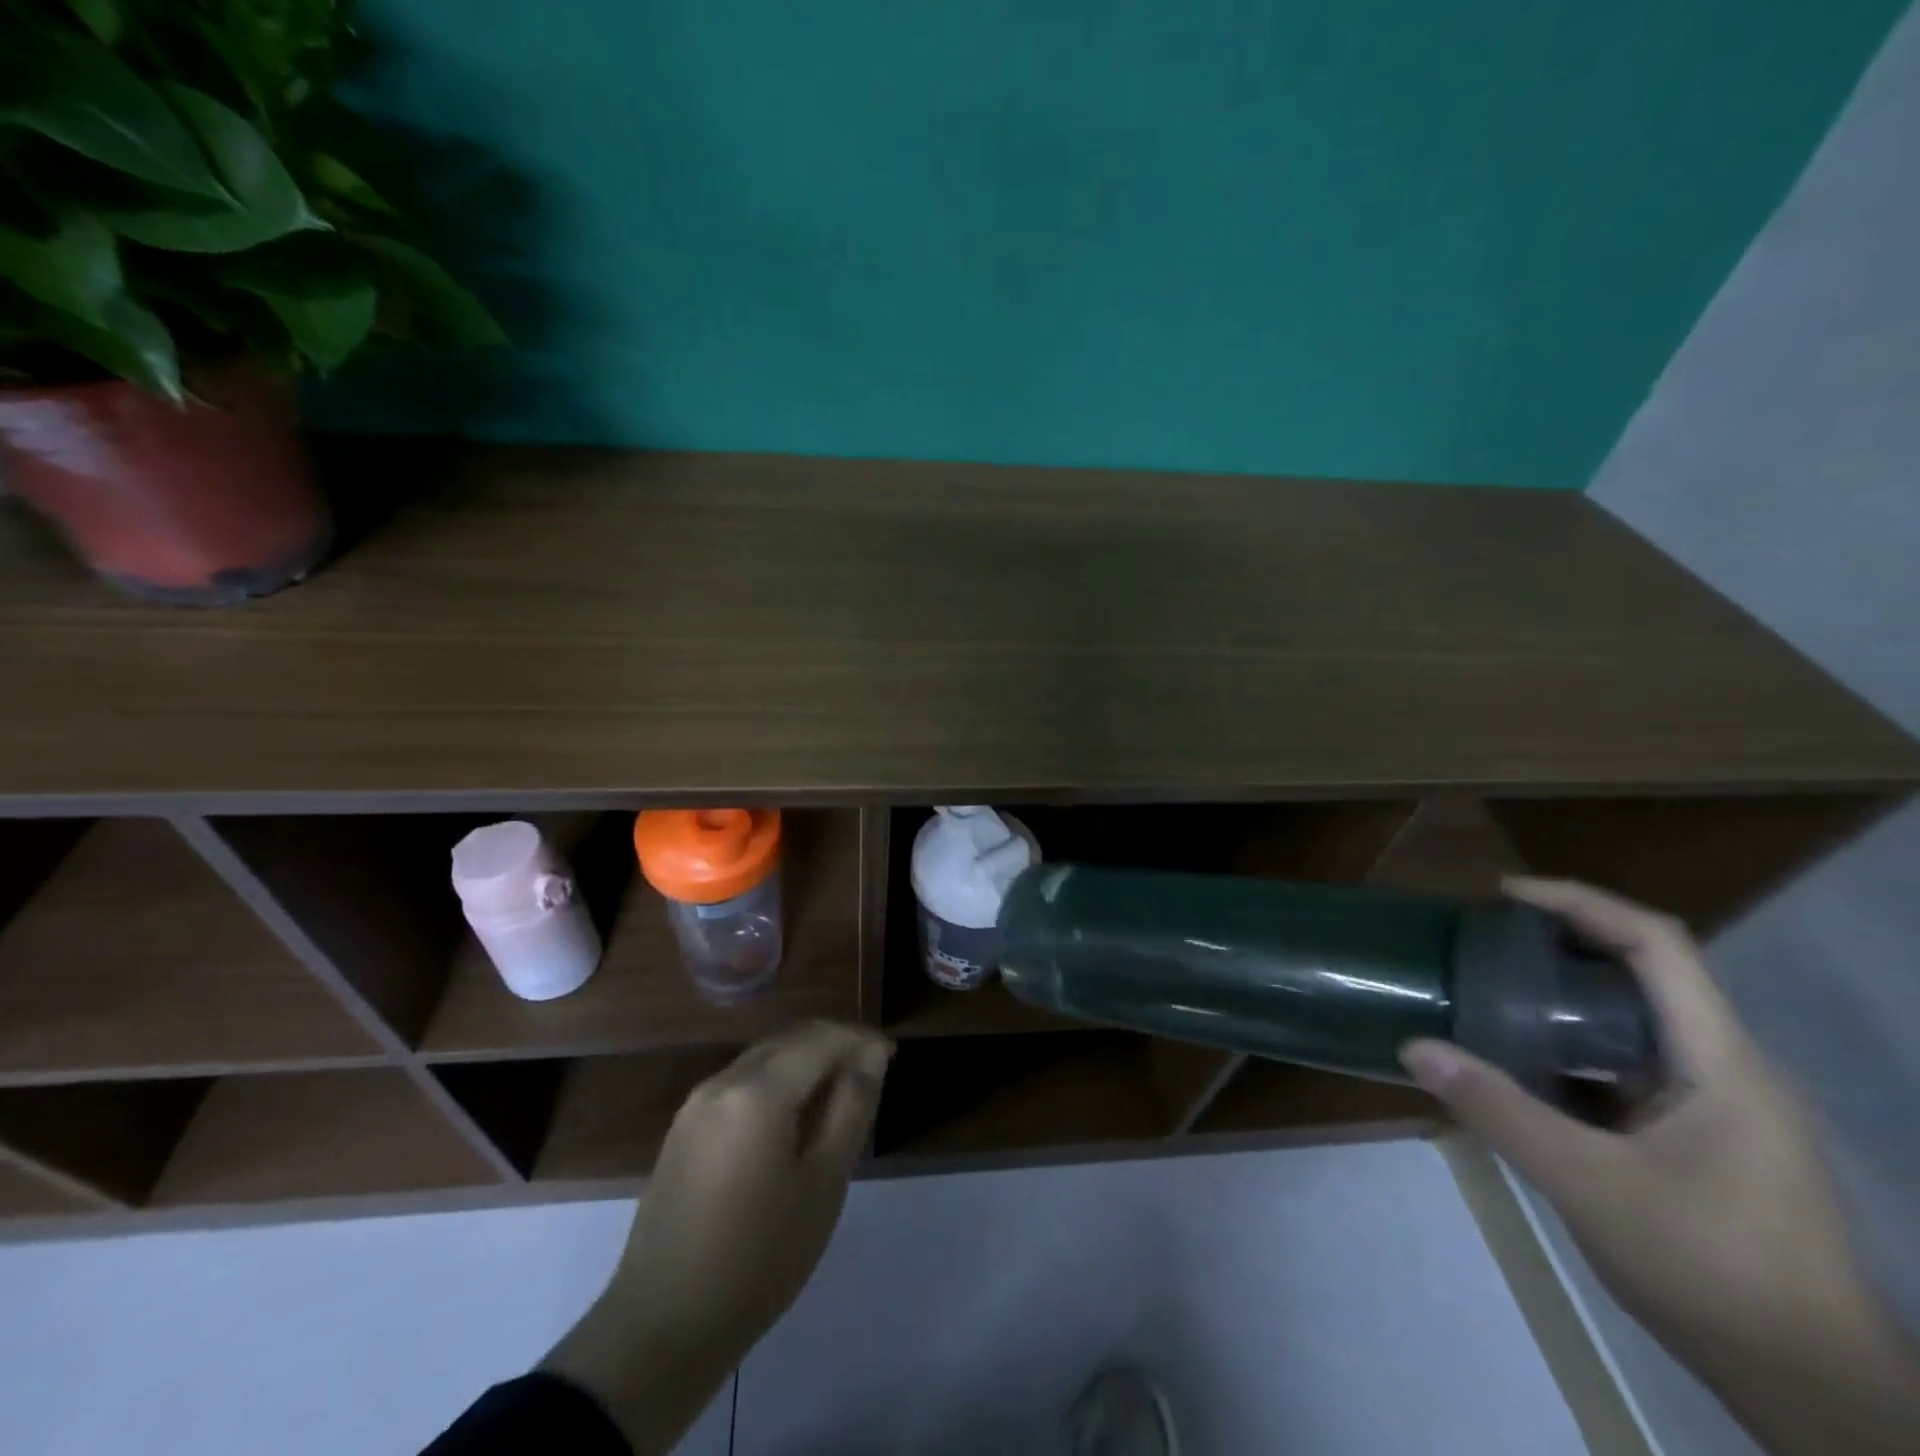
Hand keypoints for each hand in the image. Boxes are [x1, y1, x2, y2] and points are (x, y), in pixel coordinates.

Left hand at [545, 1020, 891, 1453]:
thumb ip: (852, 1107)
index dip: (859, 1039)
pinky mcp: (684, 1127)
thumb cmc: (759, 1258)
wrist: (662, 1327)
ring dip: (806, 1060)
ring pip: (765, 1057)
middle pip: (790, 1039)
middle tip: (871, 1072)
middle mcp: (724, 1080)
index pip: (821, 1038)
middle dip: (834, 1044)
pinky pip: (742, 1081)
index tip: (890, 1056)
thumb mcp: (823, 1183)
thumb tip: (872, 1054)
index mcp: (759, 1090)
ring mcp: (697, 1102)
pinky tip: (794, 1116)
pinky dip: (777, 1081)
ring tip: (839, 1094)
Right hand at [1401, 877, 1919, 1455]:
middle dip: (1563, 942)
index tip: (1505, 895)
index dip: (1581, 903)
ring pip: (1633, 1021)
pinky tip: (1521, 1064)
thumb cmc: (1713, 1270)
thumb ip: (1500, 1112)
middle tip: (1485, 940)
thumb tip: (1415, 1047)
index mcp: (1719, 1062)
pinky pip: (1626, 1065)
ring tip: (1490, 990)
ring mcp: (1716, 1105)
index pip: (1658, 945)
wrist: (1812, 1389)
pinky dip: (1571, 1047)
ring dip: (1563, 997)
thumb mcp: (1589, 1186)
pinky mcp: (1699, 1137)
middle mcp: (1724, 1068)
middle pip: (1645, 972)